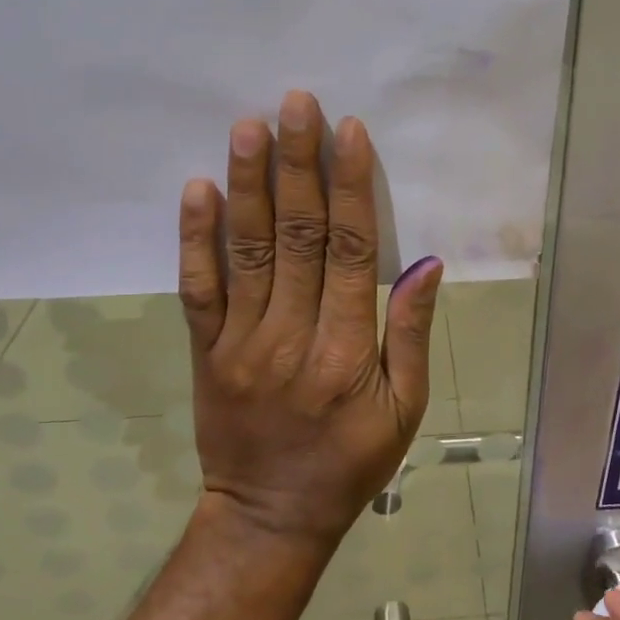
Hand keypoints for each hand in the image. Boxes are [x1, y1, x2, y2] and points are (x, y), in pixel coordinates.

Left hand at [177, 90, 443, 546]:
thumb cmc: (351, 461)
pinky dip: (195, 238)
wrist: (269, 516)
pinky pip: (198, 289)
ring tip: (249, 126)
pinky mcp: (205, 351)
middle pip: (295, 236)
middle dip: (298, 164)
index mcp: (347, 350)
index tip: (348, 132)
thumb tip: (424, 262)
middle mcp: (291, 335)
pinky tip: (197, 189)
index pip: (349, 251)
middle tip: (296, 103)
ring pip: (245, 250)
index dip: (350, 187)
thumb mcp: (405, 409)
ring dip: (247, 183)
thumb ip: (410, 333)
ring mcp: (240, 342)